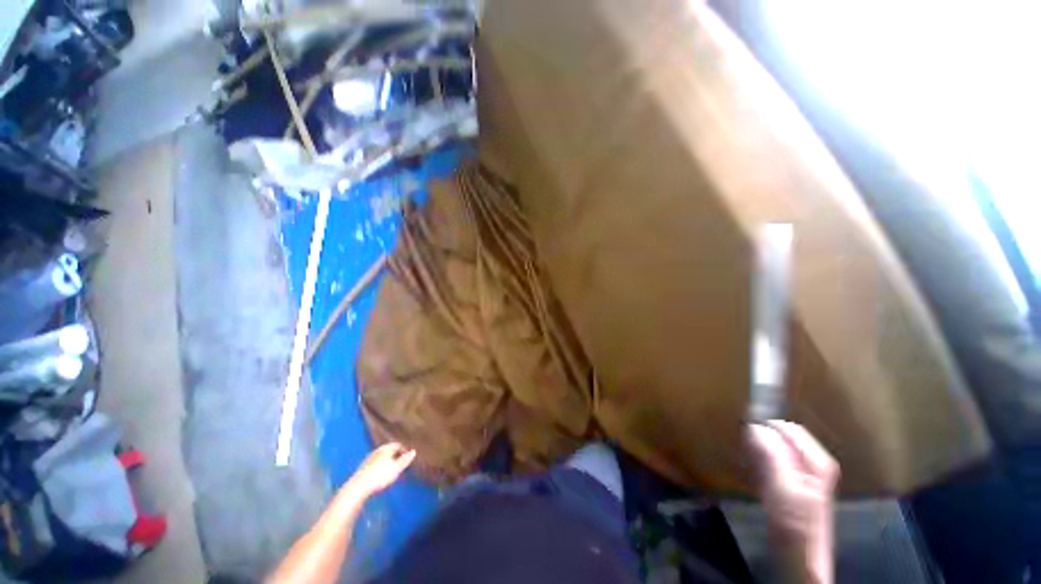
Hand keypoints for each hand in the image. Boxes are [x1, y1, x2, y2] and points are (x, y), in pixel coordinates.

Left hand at [348, 442, 415, 497]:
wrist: (359, 487)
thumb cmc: (380, 476)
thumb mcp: (396, 468)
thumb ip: (405, 460)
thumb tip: (413, 451)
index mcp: (386, 448)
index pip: (398, 445)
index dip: (404, 450)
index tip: (407, 458)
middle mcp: (377, 450)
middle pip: (389, 450)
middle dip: (395, 456)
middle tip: (400, 464)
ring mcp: (369, 458)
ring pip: (382, 457)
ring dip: (387, 462)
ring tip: (391, 471)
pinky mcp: (363, 467)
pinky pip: (375, 464)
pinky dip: (380, 467)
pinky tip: (380, 475)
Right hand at [747, 421, 837, 582]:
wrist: (797, 561)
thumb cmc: (794, 526)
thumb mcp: (784, 492)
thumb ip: (772, 459)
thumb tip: (753, 426)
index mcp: (817, 463)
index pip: (789, 429)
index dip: (766, 424)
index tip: (741, 425)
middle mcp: (811, 465)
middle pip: (782, 437)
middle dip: (761, 433)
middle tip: (739, 437)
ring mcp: (800, 476)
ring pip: (775, 448)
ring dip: (757, 444)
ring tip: (740, 446)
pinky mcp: (787, 486)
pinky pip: (769, 461)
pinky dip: (757, 457)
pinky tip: (747, 463)